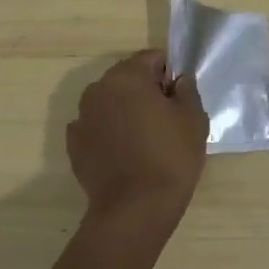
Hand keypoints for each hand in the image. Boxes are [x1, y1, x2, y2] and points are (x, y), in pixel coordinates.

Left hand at [66, 51, 208, 232]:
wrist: (134, 210)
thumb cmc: (170, 157)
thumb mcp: (193, 119)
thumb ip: (187, 90)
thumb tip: (178, 81)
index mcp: (126, 76)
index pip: (152, 58)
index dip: (170, 72)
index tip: (181, 94)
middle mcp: (98, 90)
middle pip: (127, 77)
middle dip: (146, 89)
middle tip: (167, 116)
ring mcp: (81, 118)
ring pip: (110, 102)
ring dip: (126, 110)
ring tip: (146, 136)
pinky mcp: (75, 145)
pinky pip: (97, 127)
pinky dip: (110, 132)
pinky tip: (126, 152)